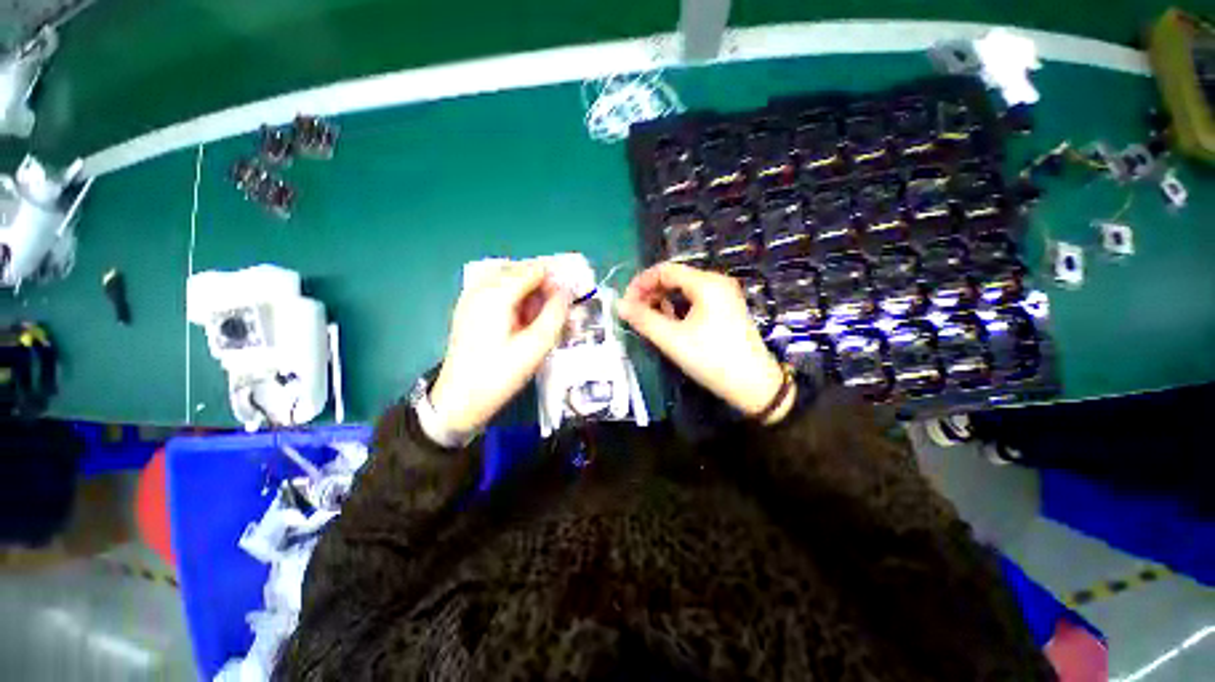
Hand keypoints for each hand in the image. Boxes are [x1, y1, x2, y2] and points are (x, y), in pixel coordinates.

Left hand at [430, 261, 572, 433]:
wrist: (459, 400)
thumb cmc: (499, 374)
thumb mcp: (536, 347)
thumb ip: (555, 314)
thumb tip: (567, 291)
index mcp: (496, 294)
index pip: (534, 270)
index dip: (556, 280)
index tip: (570, 297)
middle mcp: (481, 288)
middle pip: (521, 270)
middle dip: (543, 285)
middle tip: (557, 309)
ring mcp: (471, 297)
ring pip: (510, 279)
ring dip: (530, 291)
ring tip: (541, 316)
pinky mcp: (469, 308)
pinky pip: (498, 290)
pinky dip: (516, 298)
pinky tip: (522, 318)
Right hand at [616, 263, 793, 422]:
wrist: (754, 385)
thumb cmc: (711, 359)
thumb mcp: (672, 339)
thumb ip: (643, 319)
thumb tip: (620, 305)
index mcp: (706, 283)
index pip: (664, 270)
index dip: (640, 283)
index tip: (626, 303)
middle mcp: (716, 282)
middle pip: (675, 277)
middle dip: (650, 292)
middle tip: (634, 313)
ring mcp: (724, 295)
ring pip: (684, 289)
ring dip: (663, 300)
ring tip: (648, 319)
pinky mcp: (726, 309)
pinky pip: (695, 299)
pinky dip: (677, 307)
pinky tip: (669, 322)